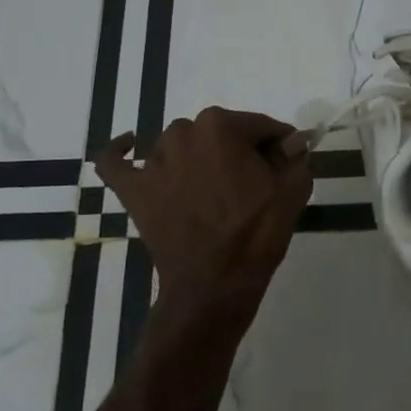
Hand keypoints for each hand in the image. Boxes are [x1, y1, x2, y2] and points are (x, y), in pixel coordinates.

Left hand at [94, 108, 313, 352]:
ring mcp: (153, 161)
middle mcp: (182, 132)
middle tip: (255, 183)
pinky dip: (120, 151)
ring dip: (195, 157)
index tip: (289, 161)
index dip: (279, 143)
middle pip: (219, 133)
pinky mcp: (132, 189)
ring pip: (178, 145)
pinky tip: (129, 146)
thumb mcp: (293, 190)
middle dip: (238, 151)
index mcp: (221, 126)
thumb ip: (295, 157)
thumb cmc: (256, 233)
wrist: (214, 284)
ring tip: (212, 188)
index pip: (260, 126)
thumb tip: (290, 144)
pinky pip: (115, 162)